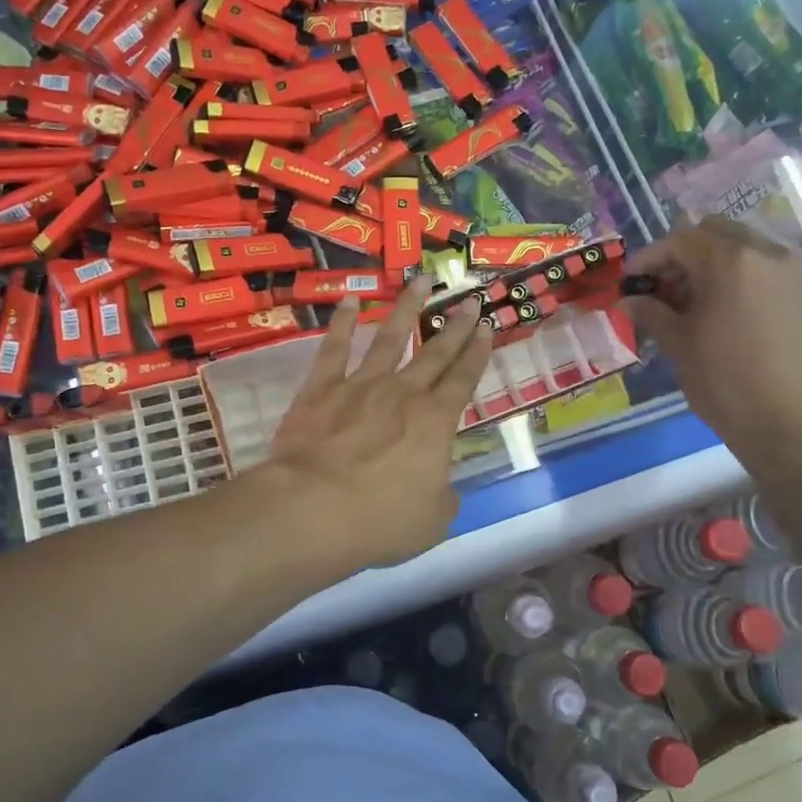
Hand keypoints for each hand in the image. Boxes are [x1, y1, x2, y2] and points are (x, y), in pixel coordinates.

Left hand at [259, 279, 494, 573]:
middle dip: (456, 325)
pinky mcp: (321, 388)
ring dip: (407, 308)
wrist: (313, 508)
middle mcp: (403, 393)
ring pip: (389, 337)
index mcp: (435, 422)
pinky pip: (335, 348)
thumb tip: (441, 485)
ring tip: (421, 281)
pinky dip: (342, 323)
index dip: (478, 353)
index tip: (488, 326)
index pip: (464, 380)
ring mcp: (360, 385)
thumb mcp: (432, 520)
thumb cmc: (380, 520)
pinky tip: (350, 302)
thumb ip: (443, 496)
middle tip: (470, 298)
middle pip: (435, 352)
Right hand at [627, 217, 801, 471]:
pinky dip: (745, 281)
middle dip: (685, 255)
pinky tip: (732, 316)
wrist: (798, 426)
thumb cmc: (728, 384)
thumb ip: (653, 314)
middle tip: (664, 289)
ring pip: (748, 250)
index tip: (631, 281)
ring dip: (717, 266)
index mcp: (731, 260)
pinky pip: (772, 272)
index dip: (650, 258)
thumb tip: (630, 300)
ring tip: (697, 305)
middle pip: (718, 234)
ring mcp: (799, 272)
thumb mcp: (680, 346)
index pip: (681, 240)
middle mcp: (770, 253)